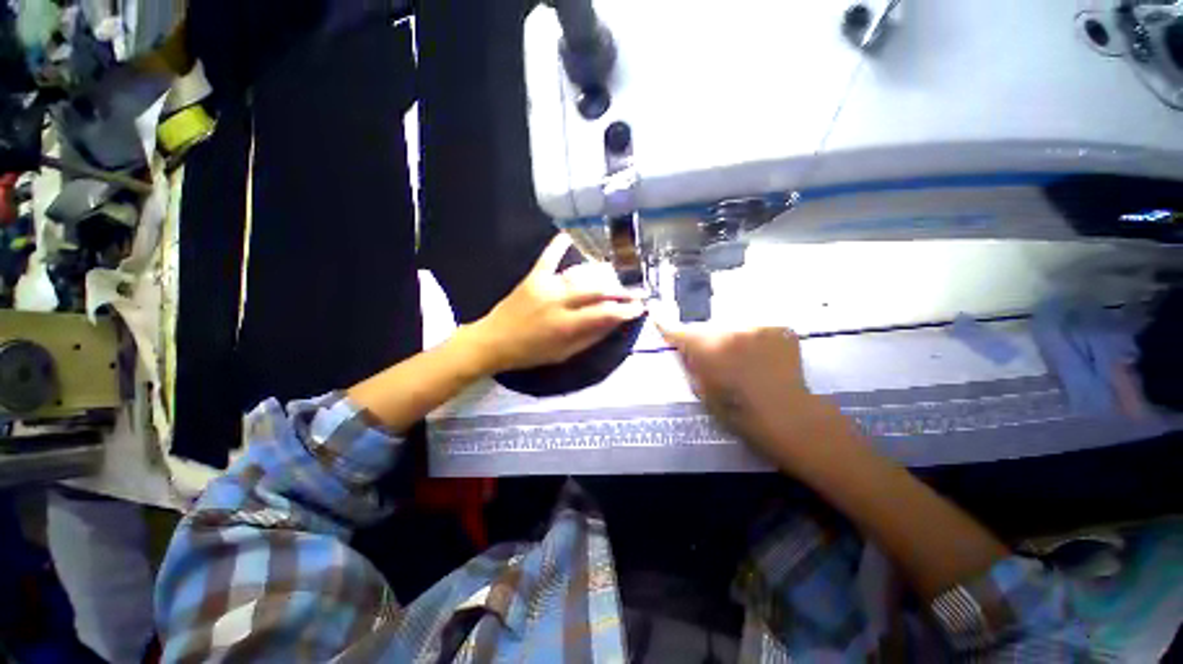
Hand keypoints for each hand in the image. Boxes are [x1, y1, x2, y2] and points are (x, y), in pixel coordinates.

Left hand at [466, 235, 645, 373]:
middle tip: (636, 291)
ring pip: (580, 275)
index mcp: (566, 325)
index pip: (604, 313)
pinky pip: (548, 258)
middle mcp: (558, 301)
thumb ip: (590, 337)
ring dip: (601, 275)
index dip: (625, 310)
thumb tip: (614, 323)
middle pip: (596, 290)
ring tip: (616, 276)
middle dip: (620, 290)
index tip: (640, 307)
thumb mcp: (564, 353)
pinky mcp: (533, 277)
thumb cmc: (530, 353)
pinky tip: (568, 235)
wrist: (493, 341)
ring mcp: (545, 286)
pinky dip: (558, 245)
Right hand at [659, 325, 844, 465]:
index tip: (658, 316)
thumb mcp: (702, 390)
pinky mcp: (779, 328)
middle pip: (708, 326)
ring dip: (732, 337)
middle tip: (716, 355)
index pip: (678, 330)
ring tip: (742, 357)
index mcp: (707, 347)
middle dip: (706, 337)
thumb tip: (680, 346)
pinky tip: (763, 356)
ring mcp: (758, 326)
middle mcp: (730, 329)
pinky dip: (755, 339)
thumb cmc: (738, 410)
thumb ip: (689, 364)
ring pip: (734, 325)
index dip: (666, 325)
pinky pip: (757, 328)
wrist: (786, 416)